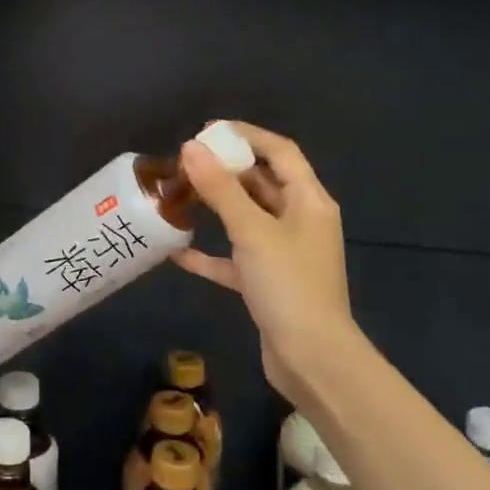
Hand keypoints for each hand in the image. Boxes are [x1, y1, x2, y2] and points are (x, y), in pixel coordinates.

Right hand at [174, 122, 359, 393]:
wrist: (312, 358)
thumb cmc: (288, 285)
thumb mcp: (252, 231)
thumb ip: (220, 189)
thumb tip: (191, 147)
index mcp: (308, 201)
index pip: (280, 152)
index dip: (246, 136)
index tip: (207, 131)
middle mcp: (300, 221)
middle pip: (262, 183)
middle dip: (226, 170)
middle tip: (185, 162)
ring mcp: (284, 253)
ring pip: (246, 219)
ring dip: (216, 207)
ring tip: (179, 196)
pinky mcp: (268, 282)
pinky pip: (235, 258)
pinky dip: (210, 253)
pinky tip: (177, 252)